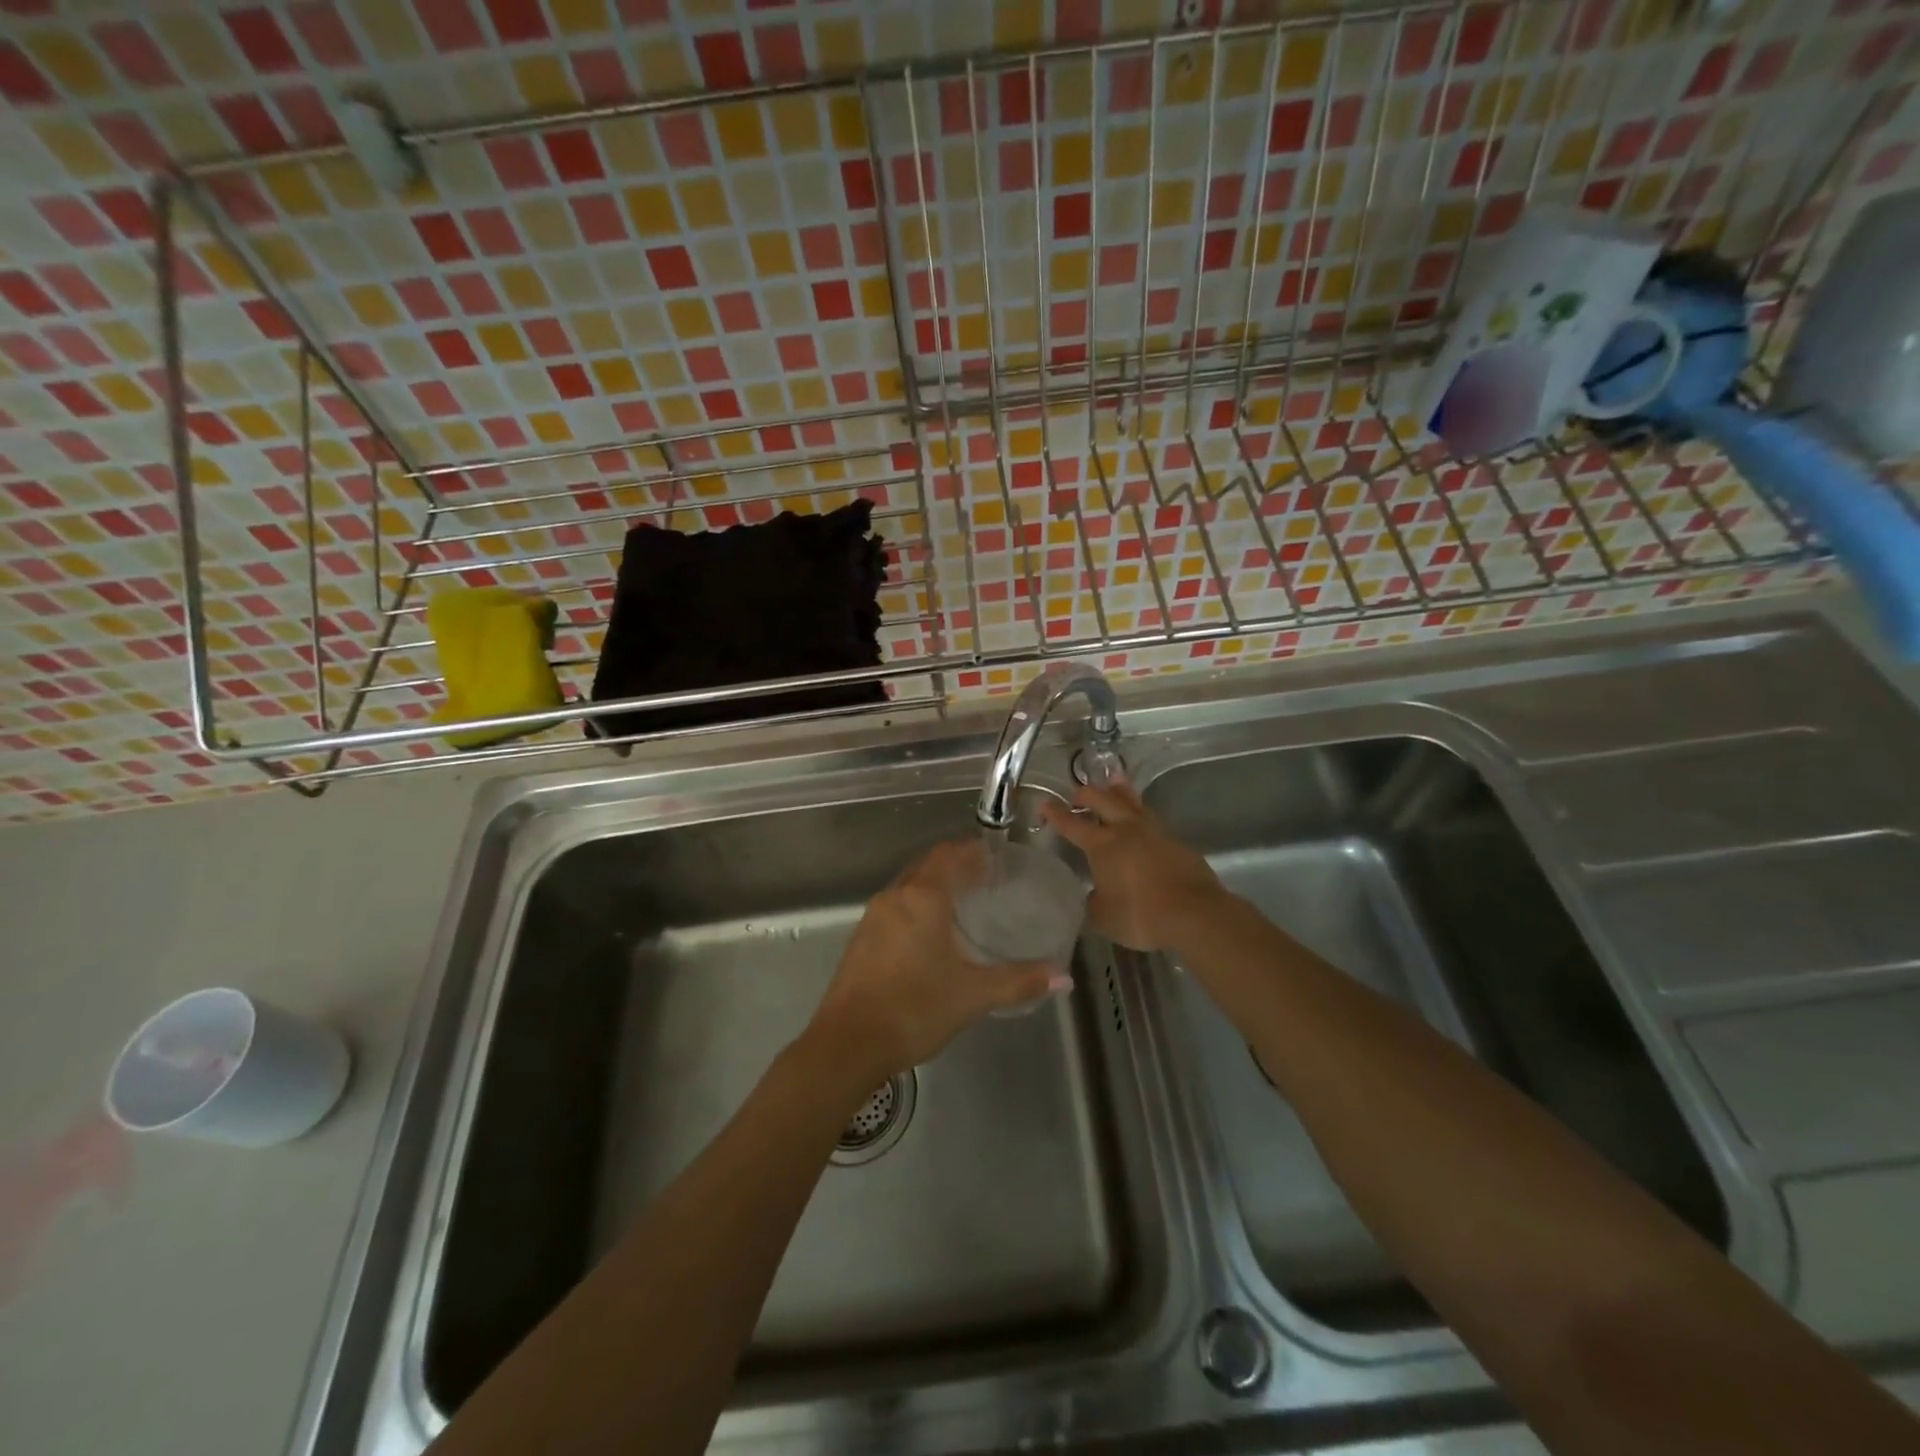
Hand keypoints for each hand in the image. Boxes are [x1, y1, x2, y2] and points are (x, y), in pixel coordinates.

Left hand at [806, 840, 1063, 1083]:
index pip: (949, 855)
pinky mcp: (861, 939)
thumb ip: (1019, 982)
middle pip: (928, 866)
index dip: (973, 851)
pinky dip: (917, 907)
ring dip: (934, 887)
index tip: (997, 857)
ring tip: (965, 905)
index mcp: (921, 898)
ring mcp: (872, 917)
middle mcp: (894, 897)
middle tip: (987, 880)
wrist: (847, 1045)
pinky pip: (895, 907)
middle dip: (956, 867)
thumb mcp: (972, 996)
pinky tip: (932, 935)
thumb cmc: (913, 1010)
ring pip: (909, 887)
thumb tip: (1063, 978)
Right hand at [1040, 779, 1224, 951]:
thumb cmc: (1141, 915)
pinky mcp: (1175, 841)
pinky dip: (1140, 812)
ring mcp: (1154, 832)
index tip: (1044, 804)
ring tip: (1113, 781)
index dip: (1055, 813)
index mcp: (1102, 845)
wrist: (1194, 913)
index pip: (1071, 824)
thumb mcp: (1103, 917)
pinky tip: (1141, 819)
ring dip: (1118, 791)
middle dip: (1086, 794)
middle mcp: (1126, 830)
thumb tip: (1092, 895)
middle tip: (1076, 793)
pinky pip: (1151, 818)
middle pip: (1102, 800)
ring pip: (1131, 802)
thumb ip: (1092, 902)